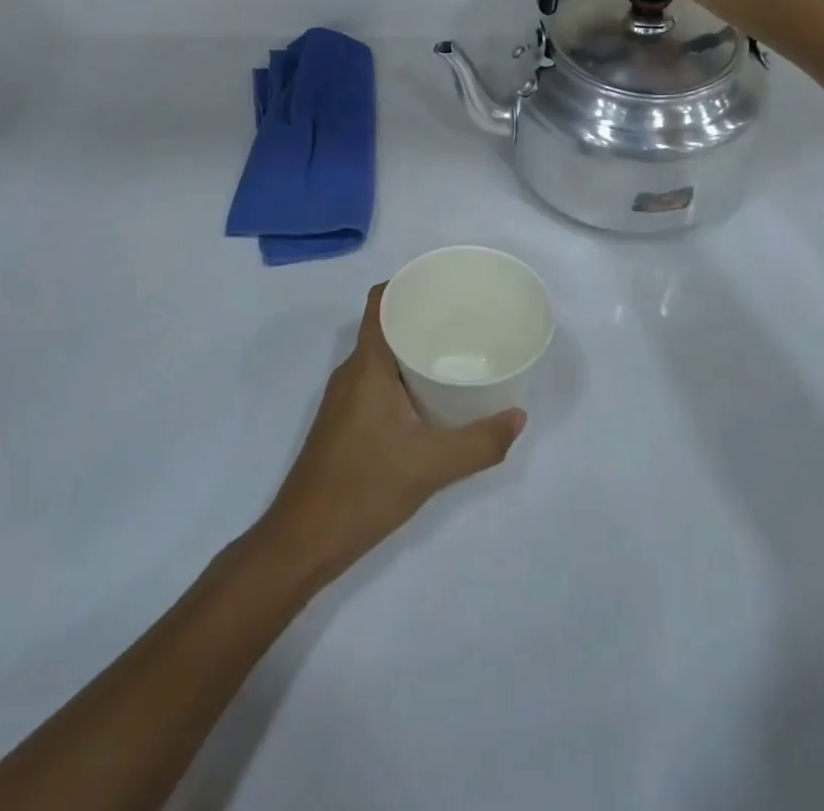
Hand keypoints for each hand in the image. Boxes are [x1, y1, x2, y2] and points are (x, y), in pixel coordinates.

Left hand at [257, 285, 525, 589]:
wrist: (304, 539)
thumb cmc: (364, 489)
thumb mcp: (431, 467)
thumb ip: (480, 443)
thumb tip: (519, 417)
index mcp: (367, 364)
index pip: (381, 301)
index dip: (409, 283)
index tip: (445, 284)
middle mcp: (352, 371)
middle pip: (385, 324)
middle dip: (422, 315)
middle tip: (466, 319)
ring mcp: (345, 396)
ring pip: (382, 354)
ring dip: (413, 347)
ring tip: (456, 351)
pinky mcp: (346, 419)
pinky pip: (377, 379)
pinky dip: (404, 374)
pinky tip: (432, 394)